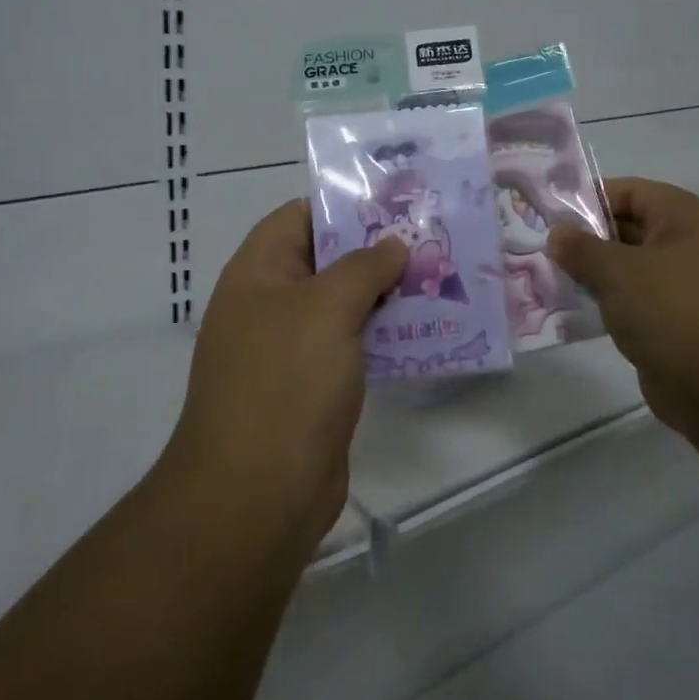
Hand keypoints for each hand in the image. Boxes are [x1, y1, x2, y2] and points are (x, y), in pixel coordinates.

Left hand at [168, 201, 405, 549]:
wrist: (257, 496)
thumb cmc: (286, 383)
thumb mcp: (326, 308)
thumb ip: (363, 266)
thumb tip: (392, 245)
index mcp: (258, 274)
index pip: (299, 217)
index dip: (344, 205)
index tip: (397, 203)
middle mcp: (270, 306)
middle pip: (326, 261)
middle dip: (377, 250)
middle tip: (432, 239)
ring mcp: (291, 350)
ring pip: (344, 306)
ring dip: (387, 294)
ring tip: (441, 278)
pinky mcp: (314, 388)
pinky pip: (353, 347)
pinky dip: (385, 335)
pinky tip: (427, 330)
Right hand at [550, 178, 698, 437]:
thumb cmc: (674, 311)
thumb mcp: (618, 271)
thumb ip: (581, 248)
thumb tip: (557, 233)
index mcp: (684, 217)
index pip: (628, 191)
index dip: (587, 200)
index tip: (548, 216)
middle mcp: (687, 244)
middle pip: (626, 227)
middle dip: (584, 239)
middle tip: (540, 249)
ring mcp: (683, 285)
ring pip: (627, 267)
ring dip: (591, 274)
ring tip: (548, 278)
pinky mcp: (674, 321)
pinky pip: (632, 300)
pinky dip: (605, 303)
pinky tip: (571, 309)